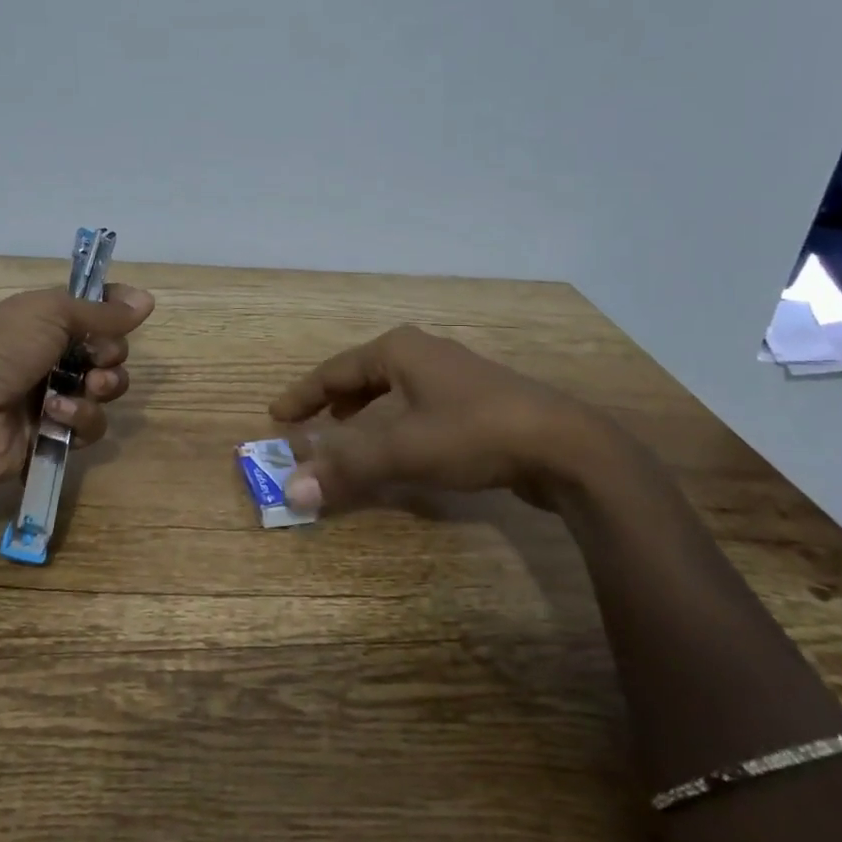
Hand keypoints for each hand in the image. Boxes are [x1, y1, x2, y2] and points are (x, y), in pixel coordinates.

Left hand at [0, 283, 154, 496]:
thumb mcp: (50, 314)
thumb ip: (102, 311)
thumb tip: (147, 299)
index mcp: (48, 320)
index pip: (95, 310)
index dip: (116, 310)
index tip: (133, 312)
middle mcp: (54, 355)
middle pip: (109, 352)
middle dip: (111, 355)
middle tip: (97, 360)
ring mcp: (54, 396)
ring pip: (106, 391)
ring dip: (101, 388)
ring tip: (84, 389)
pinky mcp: (55, 435)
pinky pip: (91, 426)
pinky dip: (79, 419)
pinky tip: (56, 415)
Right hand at [268, 325, 633, 512]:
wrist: (564, 445)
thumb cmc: (474, 433)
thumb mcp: (403, 449)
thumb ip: (346, 468)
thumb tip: (290, 490)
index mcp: (399, 351)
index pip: (334, 370)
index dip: (303, 395)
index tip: (276, 414)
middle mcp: (423, 353)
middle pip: (363, 374)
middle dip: (333, 399)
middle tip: (309, 423)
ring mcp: (454, 375)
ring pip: (393, 389)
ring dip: (365, 411)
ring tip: (348, 431)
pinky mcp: (477, 401)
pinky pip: (417, 405)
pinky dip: (395, 422)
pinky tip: (401, 445)